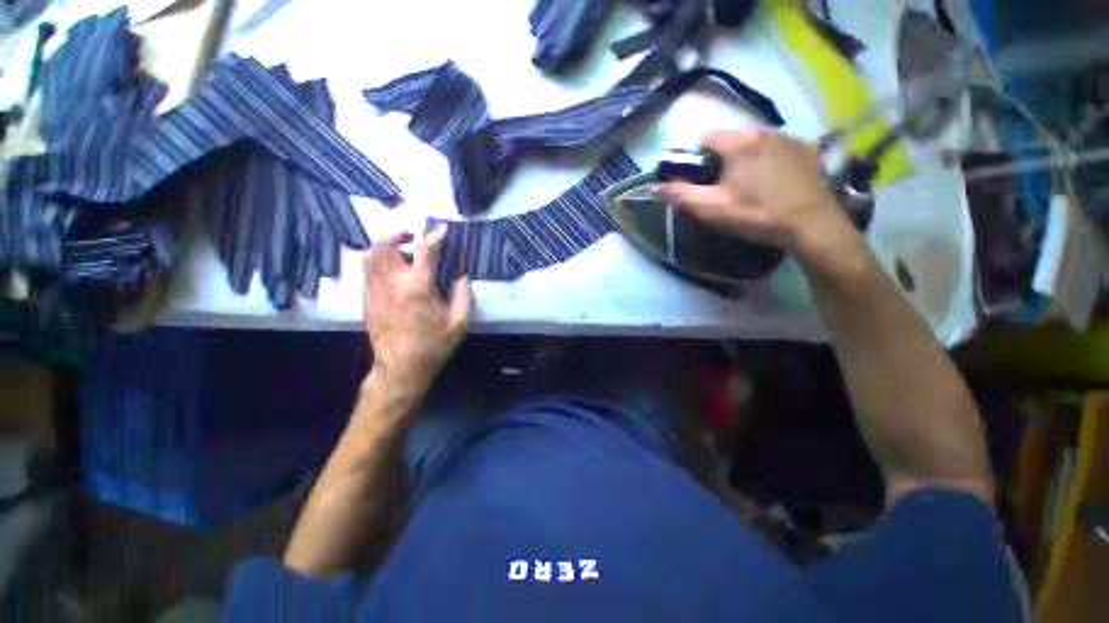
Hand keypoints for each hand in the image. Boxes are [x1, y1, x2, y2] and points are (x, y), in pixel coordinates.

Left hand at [362, 226, 471, 395]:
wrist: (401, 367)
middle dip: (399, 232)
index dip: (434, 235)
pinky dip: (378, 259)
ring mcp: (374, 290)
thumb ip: (463, 294)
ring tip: (403, 250)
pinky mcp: (366, 298)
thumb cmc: (434, 345)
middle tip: (413, 235)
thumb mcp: (459, 322)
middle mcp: (392, 283)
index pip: (425, 250)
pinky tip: (393, 269)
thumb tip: (462, 275)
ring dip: (386, 244)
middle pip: (385, 244)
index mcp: (418, 288)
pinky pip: (367, 269)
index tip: (442, 228)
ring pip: (370, 254)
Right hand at [660, 130, 862, 270]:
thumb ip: (681, 195)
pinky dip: (768, 161)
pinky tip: (773, 183)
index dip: (696, 159)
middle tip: (723, 189)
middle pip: (730, 141)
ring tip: (750, 187)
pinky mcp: (808, 149)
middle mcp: (765, 131)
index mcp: (740, 143)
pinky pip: (777, 149)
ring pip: (754, 144)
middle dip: (720, 161)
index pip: (705, 138)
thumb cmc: (756, 215)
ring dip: (745, 160)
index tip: (699, 181)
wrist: (811, 225)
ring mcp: (790, 138)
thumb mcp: (712, 209)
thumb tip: (656, 187)